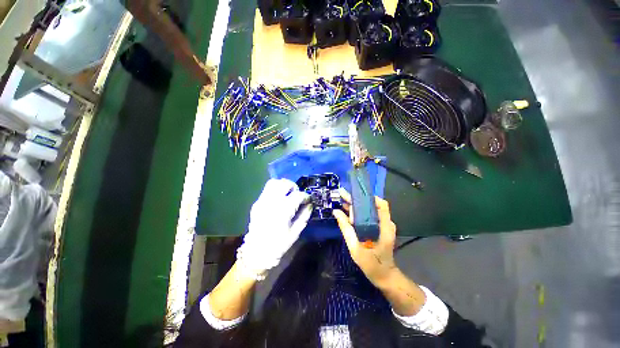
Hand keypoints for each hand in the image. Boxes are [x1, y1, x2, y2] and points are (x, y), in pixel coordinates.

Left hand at [236, 179, 311, 279]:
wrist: (256, 252)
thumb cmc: (279, 244)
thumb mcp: (296, 232)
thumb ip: (304, 215)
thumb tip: (310, 204)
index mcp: (283, 210)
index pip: (298, 195)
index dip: (306, 196)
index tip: (308, 200)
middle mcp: (272, 202)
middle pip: (285, 183)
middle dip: (294, 187)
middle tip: (297, 195)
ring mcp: (262, 201)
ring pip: (274, 183)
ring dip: (283, 186)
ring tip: (287, 194)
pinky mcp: (257, 203)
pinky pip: (266, 190)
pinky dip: (275, 190)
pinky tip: (278, 200)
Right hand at [333, 190, 398, 286]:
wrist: (385, 277)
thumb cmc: (372, 264)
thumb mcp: (355, 248)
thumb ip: (346, 228)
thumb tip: (336, 211)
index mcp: (384, 227)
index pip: (381, 204)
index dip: (368, 197)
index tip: (353, 194)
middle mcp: (385, 223)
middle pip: (372, 205)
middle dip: (357, 200)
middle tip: (342, 194)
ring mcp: (383, 226)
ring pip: (369, 210)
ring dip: (356, 206)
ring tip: (342, 201)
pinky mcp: (379, 229)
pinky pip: (368, 216)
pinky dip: (358, 213)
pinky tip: (347, 212)